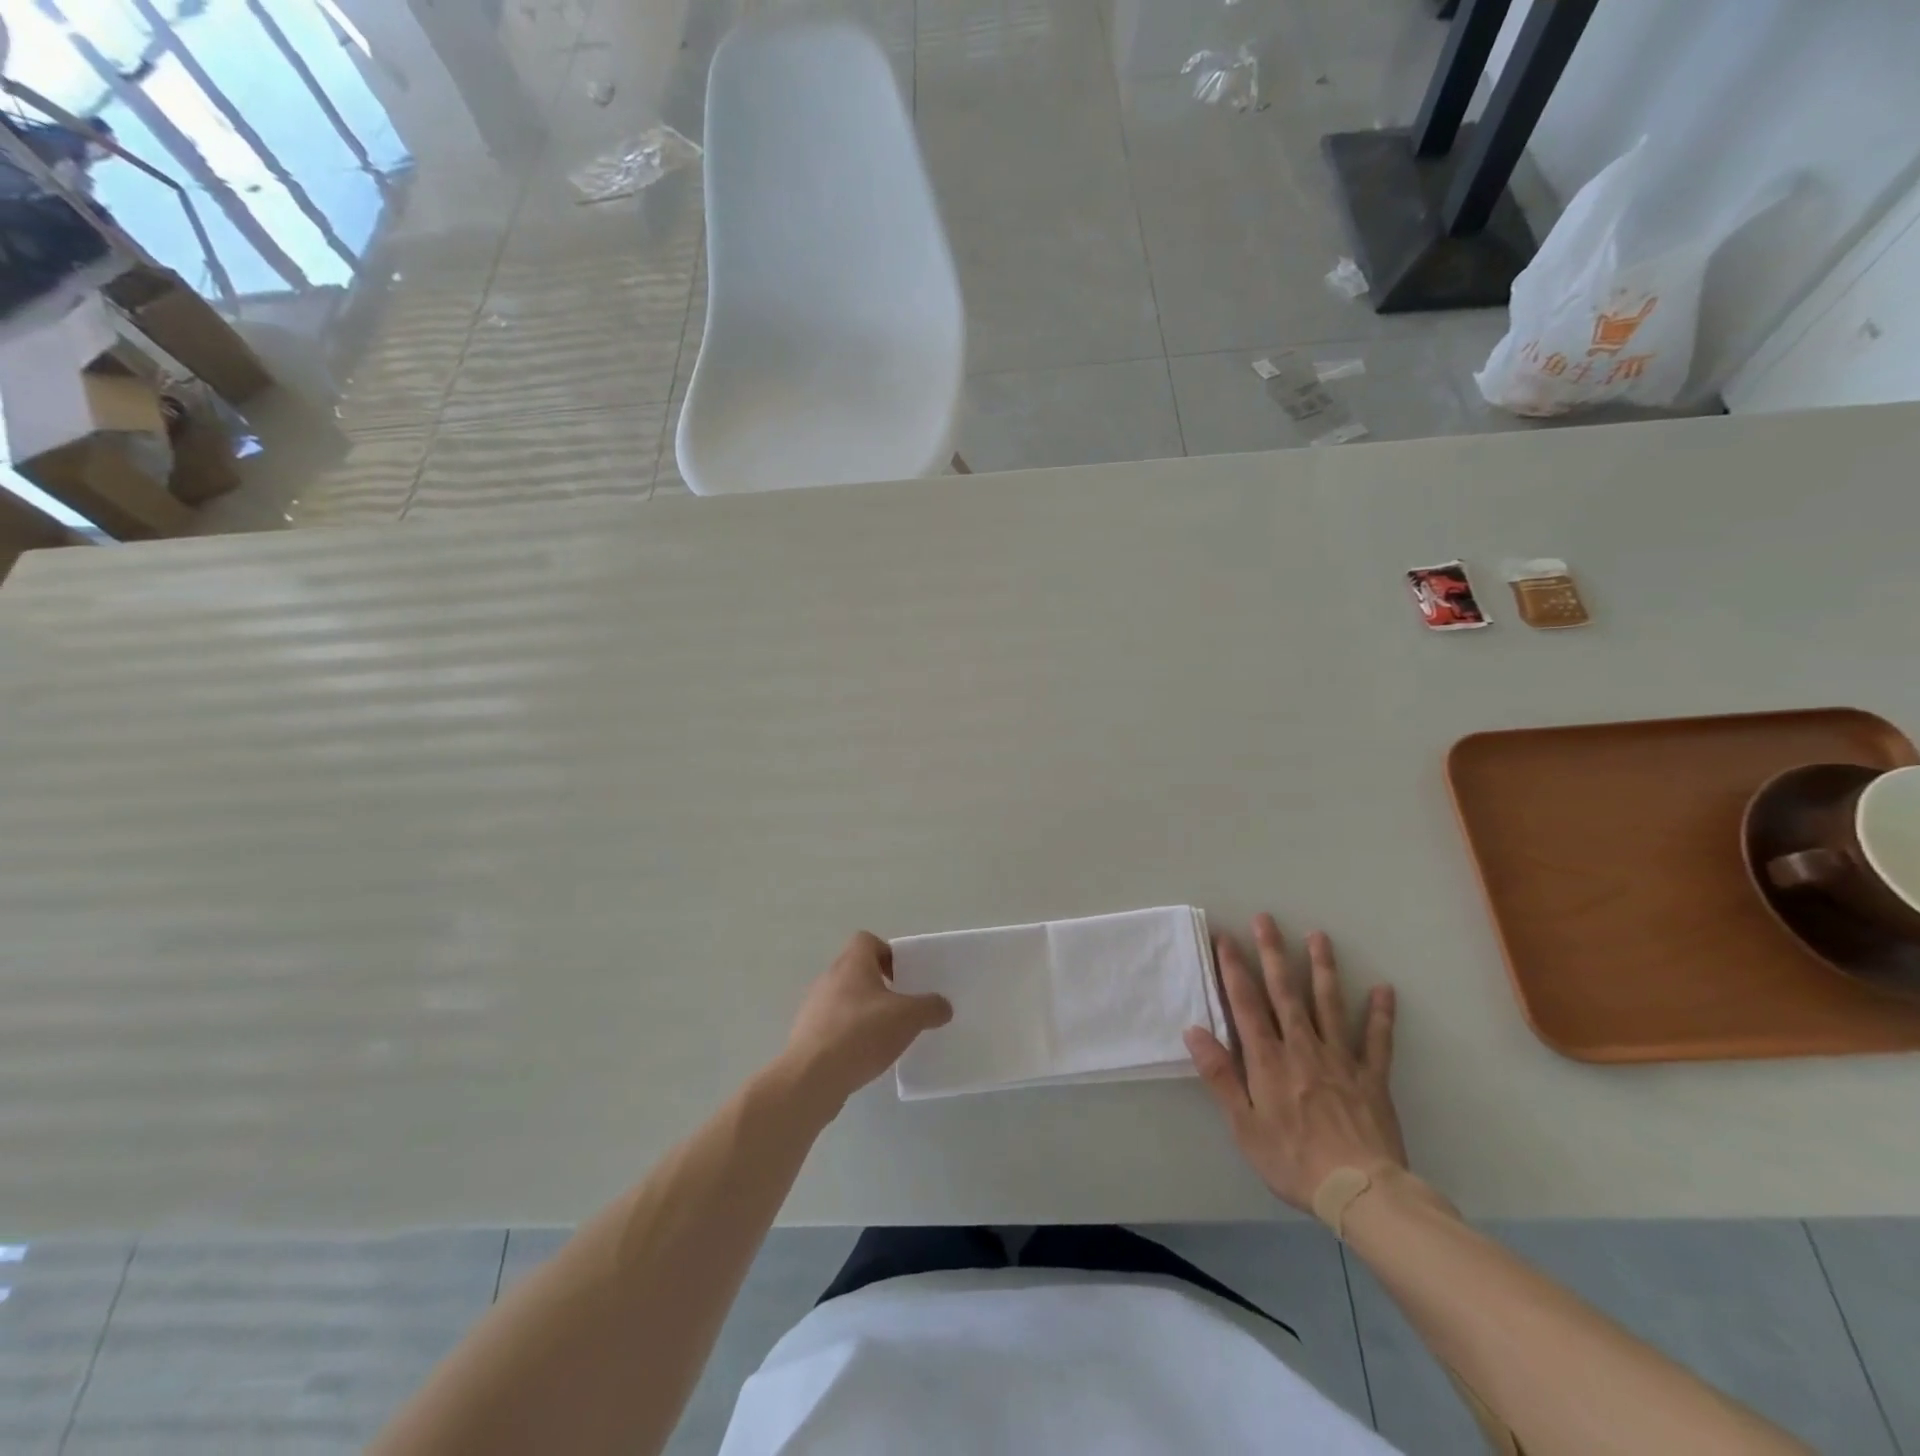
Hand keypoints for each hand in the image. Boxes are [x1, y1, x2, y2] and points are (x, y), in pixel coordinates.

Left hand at [783, 932, 951, 1114]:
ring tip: (885, 1035)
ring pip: (845, 998)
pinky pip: (834, 1025)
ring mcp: (814, 1006)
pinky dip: (850, 1034)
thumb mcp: (908, 1018)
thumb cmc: (861, 1033)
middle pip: (857, 970)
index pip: (867, 940)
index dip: (887, 953)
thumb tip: (943, 1006)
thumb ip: (930, 1008)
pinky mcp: (807, 1035)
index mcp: (852, 963)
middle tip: (901, 1006)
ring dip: (864, 1011)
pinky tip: (864, 1056)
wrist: (811, 1077)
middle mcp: (829, 978)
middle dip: (880, 986)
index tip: (903, 977)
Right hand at [1185, 914, 1404, 1212]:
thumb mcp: (1243, 1125)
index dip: (1234, 968)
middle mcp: (1302, 1048)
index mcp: (1268, 1060)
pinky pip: (1377, 1040)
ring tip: (1319, 937)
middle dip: (1273, 953)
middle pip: (1285, 992)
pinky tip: (1384, 989)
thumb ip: (1219, 1075)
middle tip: (1267, 919)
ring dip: (1323, 968)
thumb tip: (1194, 1030)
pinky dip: (1380, 1014)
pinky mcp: (1372, 1077)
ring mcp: (1340, 1059)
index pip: (1245, 1003)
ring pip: (1329, 1004)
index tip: (1225, 938)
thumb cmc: (1292, 1161)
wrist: (1360, 1193)